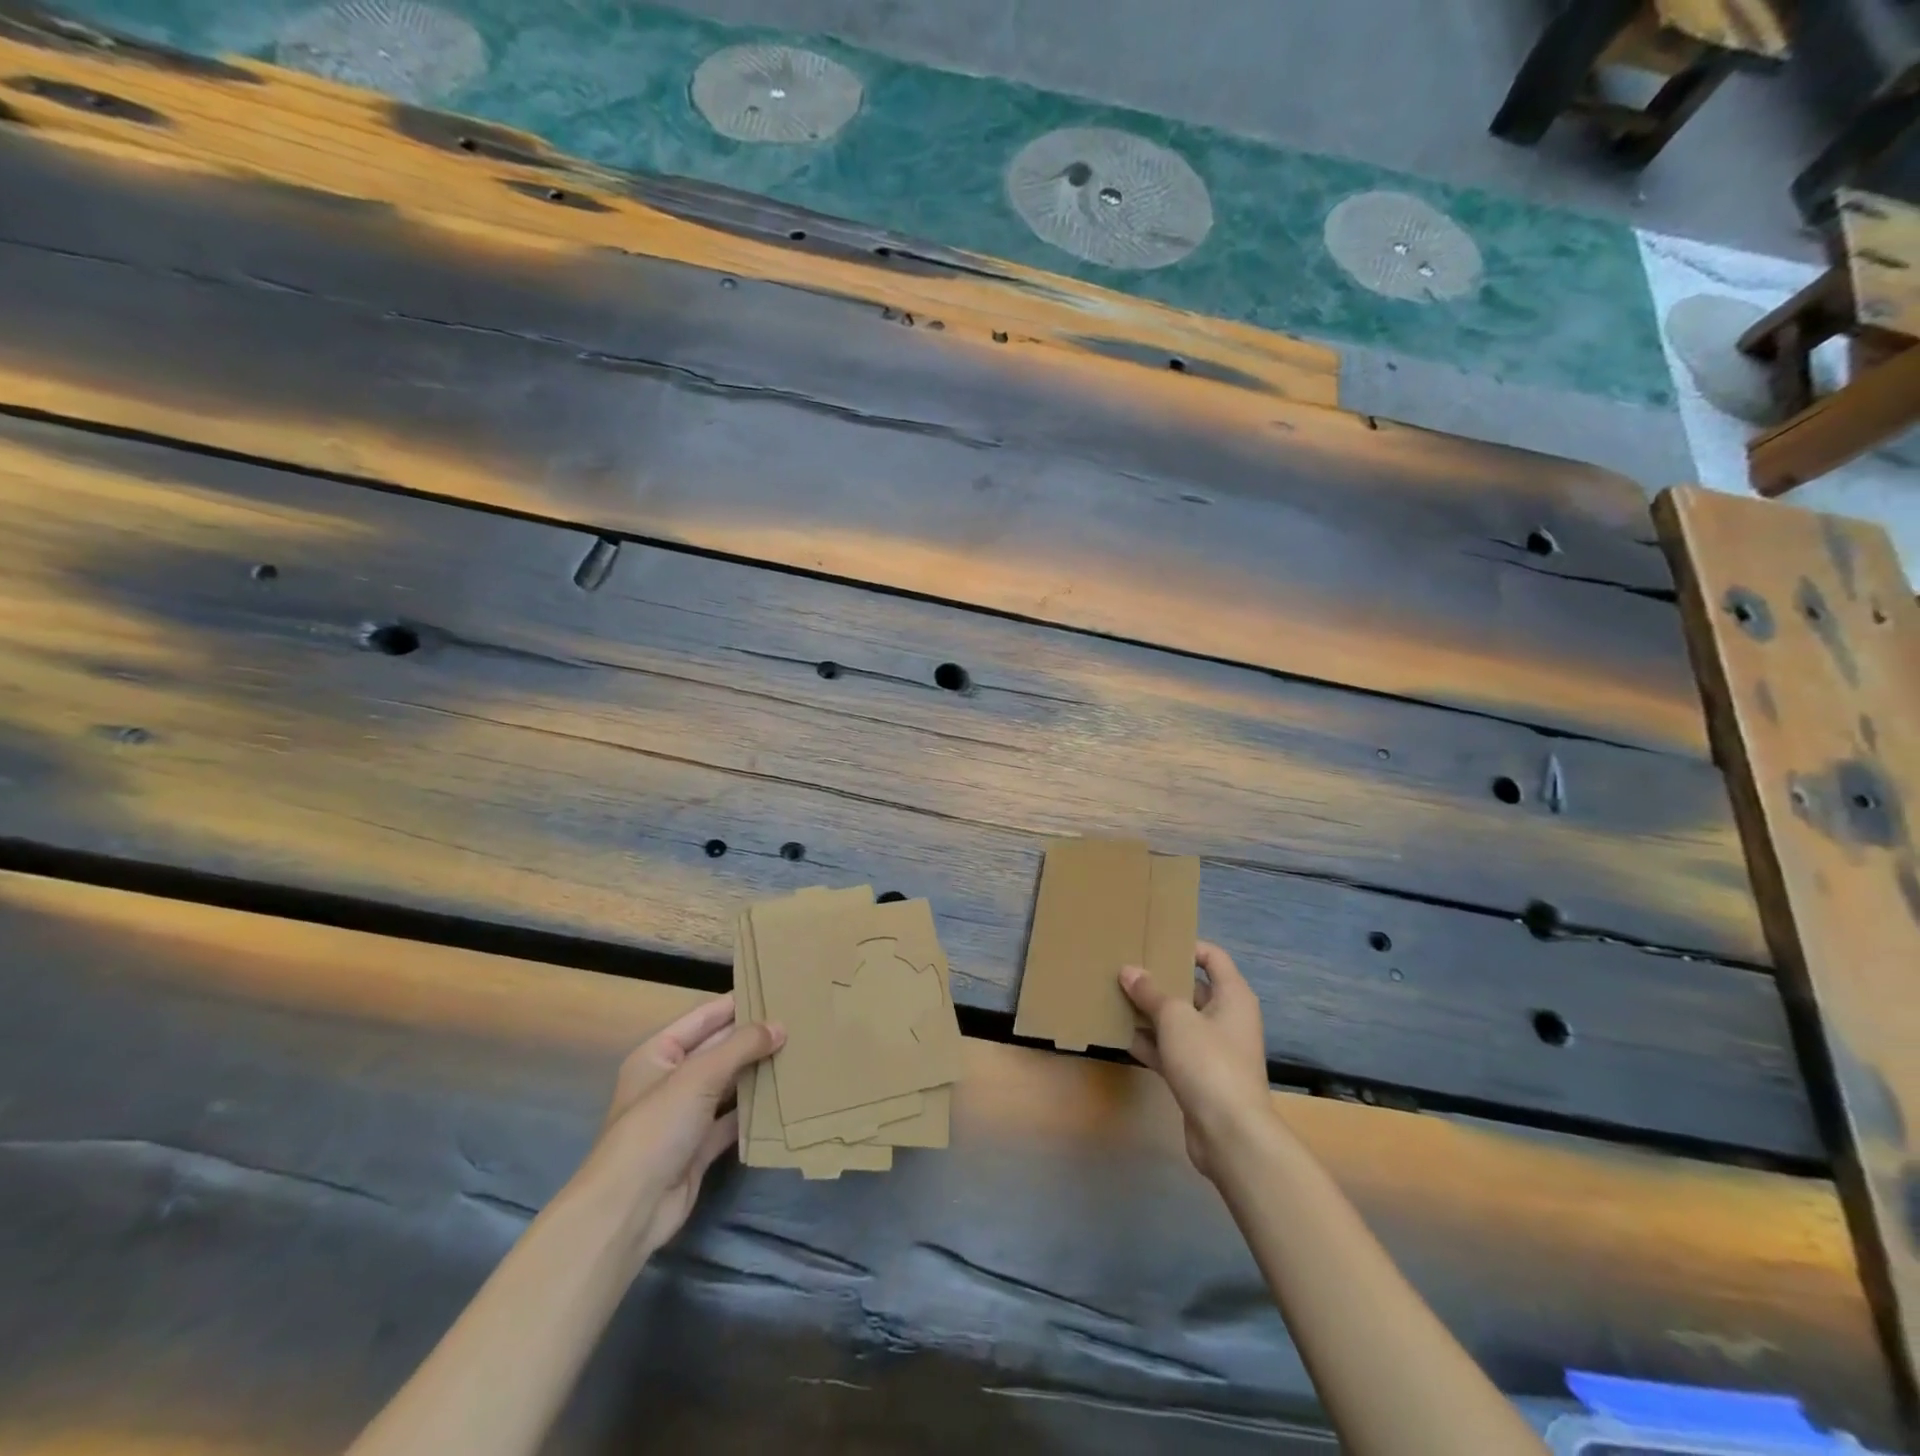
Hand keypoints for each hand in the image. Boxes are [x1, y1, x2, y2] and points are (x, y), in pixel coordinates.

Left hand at [568, 994, 782, 1269]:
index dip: (736, 1003)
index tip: (775, 991)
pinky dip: (754, 1111)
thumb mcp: (699, 1076)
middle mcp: (672, 1080)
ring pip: (728, 1085)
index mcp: (659, 1054)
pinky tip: (785, 1097)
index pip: (704, 1018)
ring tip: (799, 1053)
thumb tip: (780, 1026)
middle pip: (718, 1050)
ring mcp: (686, 1116)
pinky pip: (732, 1120)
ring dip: (758, 1073)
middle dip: (753, 1038)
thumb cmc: (656, 1127)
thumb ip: (741, 1047)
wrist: (628, 1210)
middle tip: (798, 1022)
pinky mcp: (699, 1147)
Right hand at [1120, 942, 1272, 1178]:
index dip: (1186, 946)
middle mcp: (1227, 1018)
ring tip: (1116, 997)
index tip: (1154, 942)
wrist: (1230, 1134)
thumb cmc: (1209, 1062)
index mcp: (1233, 996)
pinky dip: (1151, 1043)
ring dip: (1151, 1013)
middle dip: (1160, 981)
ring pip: (1179, 1022)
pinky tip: (1122, 1036)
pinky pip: (1172, 1050)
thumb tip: (1128, 970)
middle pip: (1192, 989)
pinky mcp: (1200, 1077)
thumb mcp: (1175, 1018)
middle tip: (1126, 969)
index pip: (1213, 957)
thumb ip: (1150, 992)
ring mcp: (1214, 1050)